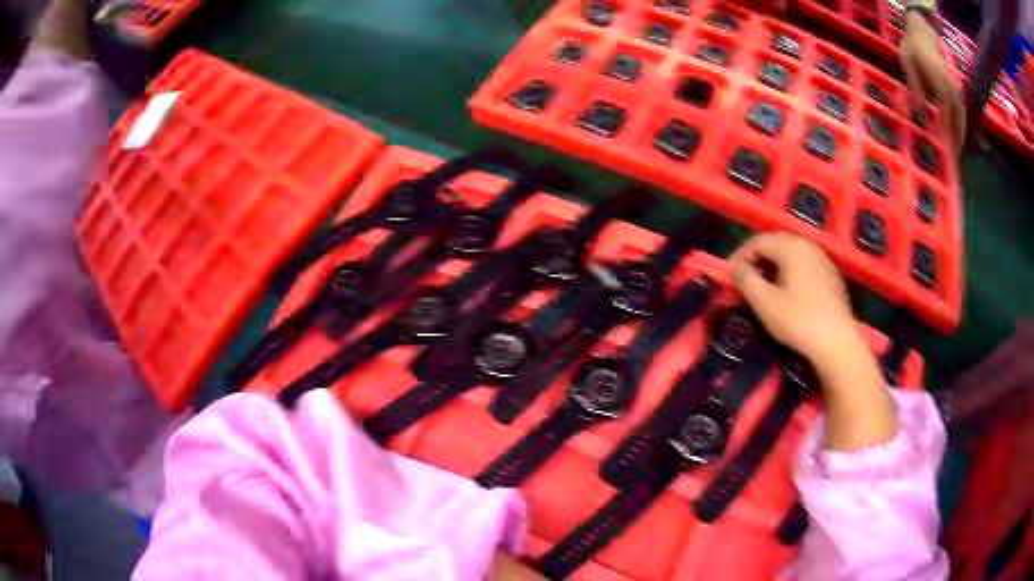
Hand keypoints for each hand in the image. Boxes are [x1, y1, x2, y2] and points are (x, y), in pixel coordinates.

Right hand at [728, 233, 854, 365]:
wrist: (837, 343)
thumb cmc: (798, 321)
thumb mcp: (765, 303)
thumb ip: (746, 280)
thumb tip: (734, 266)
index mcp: (792, 247)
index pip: (759, 241)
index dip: (740, 255)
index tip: (729, 275)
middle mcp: (809, 246)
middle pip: (777, 243)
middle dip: (757, 258)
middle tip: (745, 278)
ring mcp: (823, 260)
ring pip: (792, 254)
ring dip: (774, 265)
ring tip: (764, 286)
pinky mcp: (832, 277)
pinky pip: (805, 266)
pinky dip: (791, 273)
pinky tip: (788, 293)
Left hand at [900, 11, 965, 151]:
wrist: (921, 32)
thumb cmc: (912, 49)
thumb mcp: (908, 65)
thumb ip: (915, 88)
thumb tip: (920, 113)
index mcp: (939, 81)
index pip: (947, 112)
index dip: (948, 133)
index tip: (947, 151)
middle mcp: (951, 87)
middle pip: (959, 118)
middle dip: (957, 139)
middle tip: (953, 160)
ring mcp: (956, 88)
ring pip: (962, 116)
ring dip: (960, 134)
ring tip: (955, 152)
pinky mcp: (956, 89)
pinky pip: (961, 111)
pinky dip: (960, 125)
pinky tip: (955, 136)